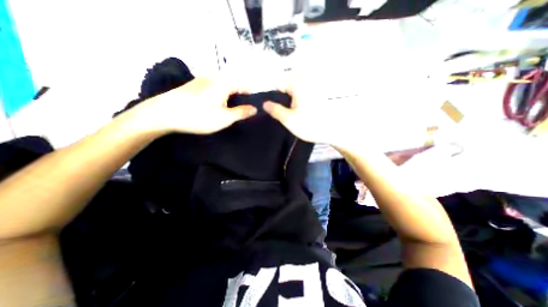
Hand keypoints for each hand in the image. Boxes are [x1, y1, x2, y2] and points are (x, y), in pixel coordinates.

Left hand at [136, 74, 257, 133]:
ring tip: (232, 109)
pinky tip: (218, 105)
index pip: (244, 84)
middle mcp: (215, 77)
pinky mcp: (196, 85)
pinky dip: (221, 95)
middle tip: (243, 111)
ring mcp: (203, 79)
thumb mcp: (224, 118)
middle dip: (241, 96)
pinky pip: (215, 87)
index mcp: (224, 83)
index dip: (252, 95)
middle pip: (235, 84)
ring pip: (224, 86)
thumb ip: (241, 112)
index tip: (254, 106)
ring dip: (231, 96)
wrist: (164, 113)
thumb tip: (255, 109)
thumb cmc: (198, 116)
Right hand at [263, 83, 362, 147]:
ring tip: (292, 113)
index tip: (274, 106)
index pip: (279, 83)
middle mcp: (306, 83)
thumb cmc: (310, 125)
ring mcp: (313, 88)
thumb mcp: (288, 119)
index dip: (274, 95)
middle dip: (282, 97)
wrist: (332, 131)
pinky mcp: (317, 95)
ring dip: (290, 100)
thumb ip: (275, 110)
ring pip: (295, 90)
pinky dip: (298, 101)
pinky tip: (300, 112)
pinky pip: (303, 94)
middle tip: (283, 111)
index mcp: (298, 85)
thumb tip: (265, 104)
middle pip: (287, 85)